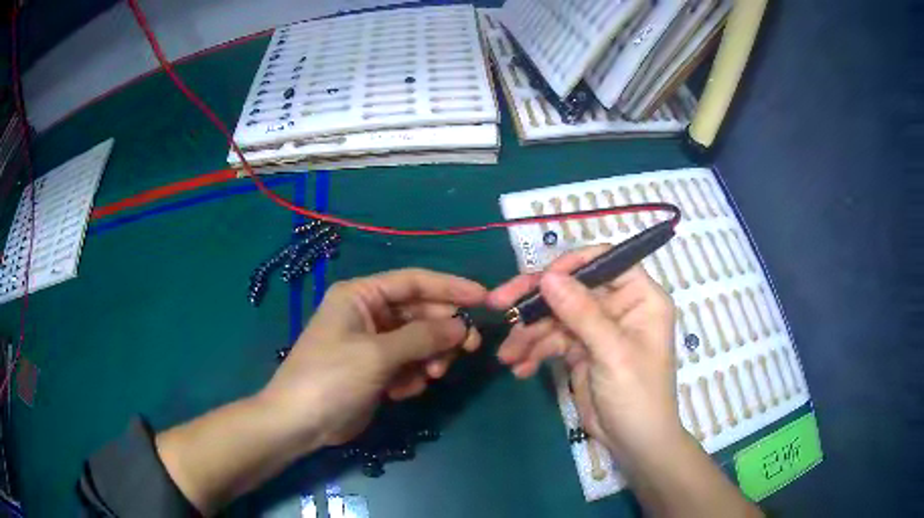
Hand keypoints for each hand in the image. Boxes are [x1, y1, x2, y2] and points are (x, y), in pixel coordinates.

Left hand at [261, 268, 486, 446]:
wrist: (300, 423)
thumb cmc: (332, 377)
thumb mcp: (377, 354)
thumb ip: (423, 337)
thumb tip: (461, 326)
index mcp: (361, 295)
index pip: (413, 282)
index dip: (450, 287)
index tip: (484, 298)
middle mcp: (368, 313)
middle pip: (420, 313)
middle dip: (443, 331)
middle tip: (470, 347)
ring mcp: (373, 343)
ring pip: (418, 341)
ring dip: (430, 357)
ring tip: (432, 375)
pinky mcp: (376, 370)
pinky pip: (408, 364)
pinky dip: (413, 376)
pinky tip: (402, 392)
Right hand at [487, 246, 683, 461]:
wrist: (634, 443)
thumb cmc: (637, 394)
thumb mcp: (612, 353)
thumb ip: (581, 313)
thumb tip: (548, 276)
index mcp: (640, 297)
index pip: (605, 262)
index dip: (571, 265)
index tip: (540, 281)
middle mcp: (619, 306)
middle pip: (572, 288)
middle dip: (536, 301)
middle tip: (499, 304)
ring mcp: (598, 329)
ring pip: (557, 316)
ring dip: (529, 334)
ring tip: (507, 355)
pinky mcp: (582, 350)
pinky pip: (553, 341)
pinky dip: (535, 353)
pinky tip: (519, 368)